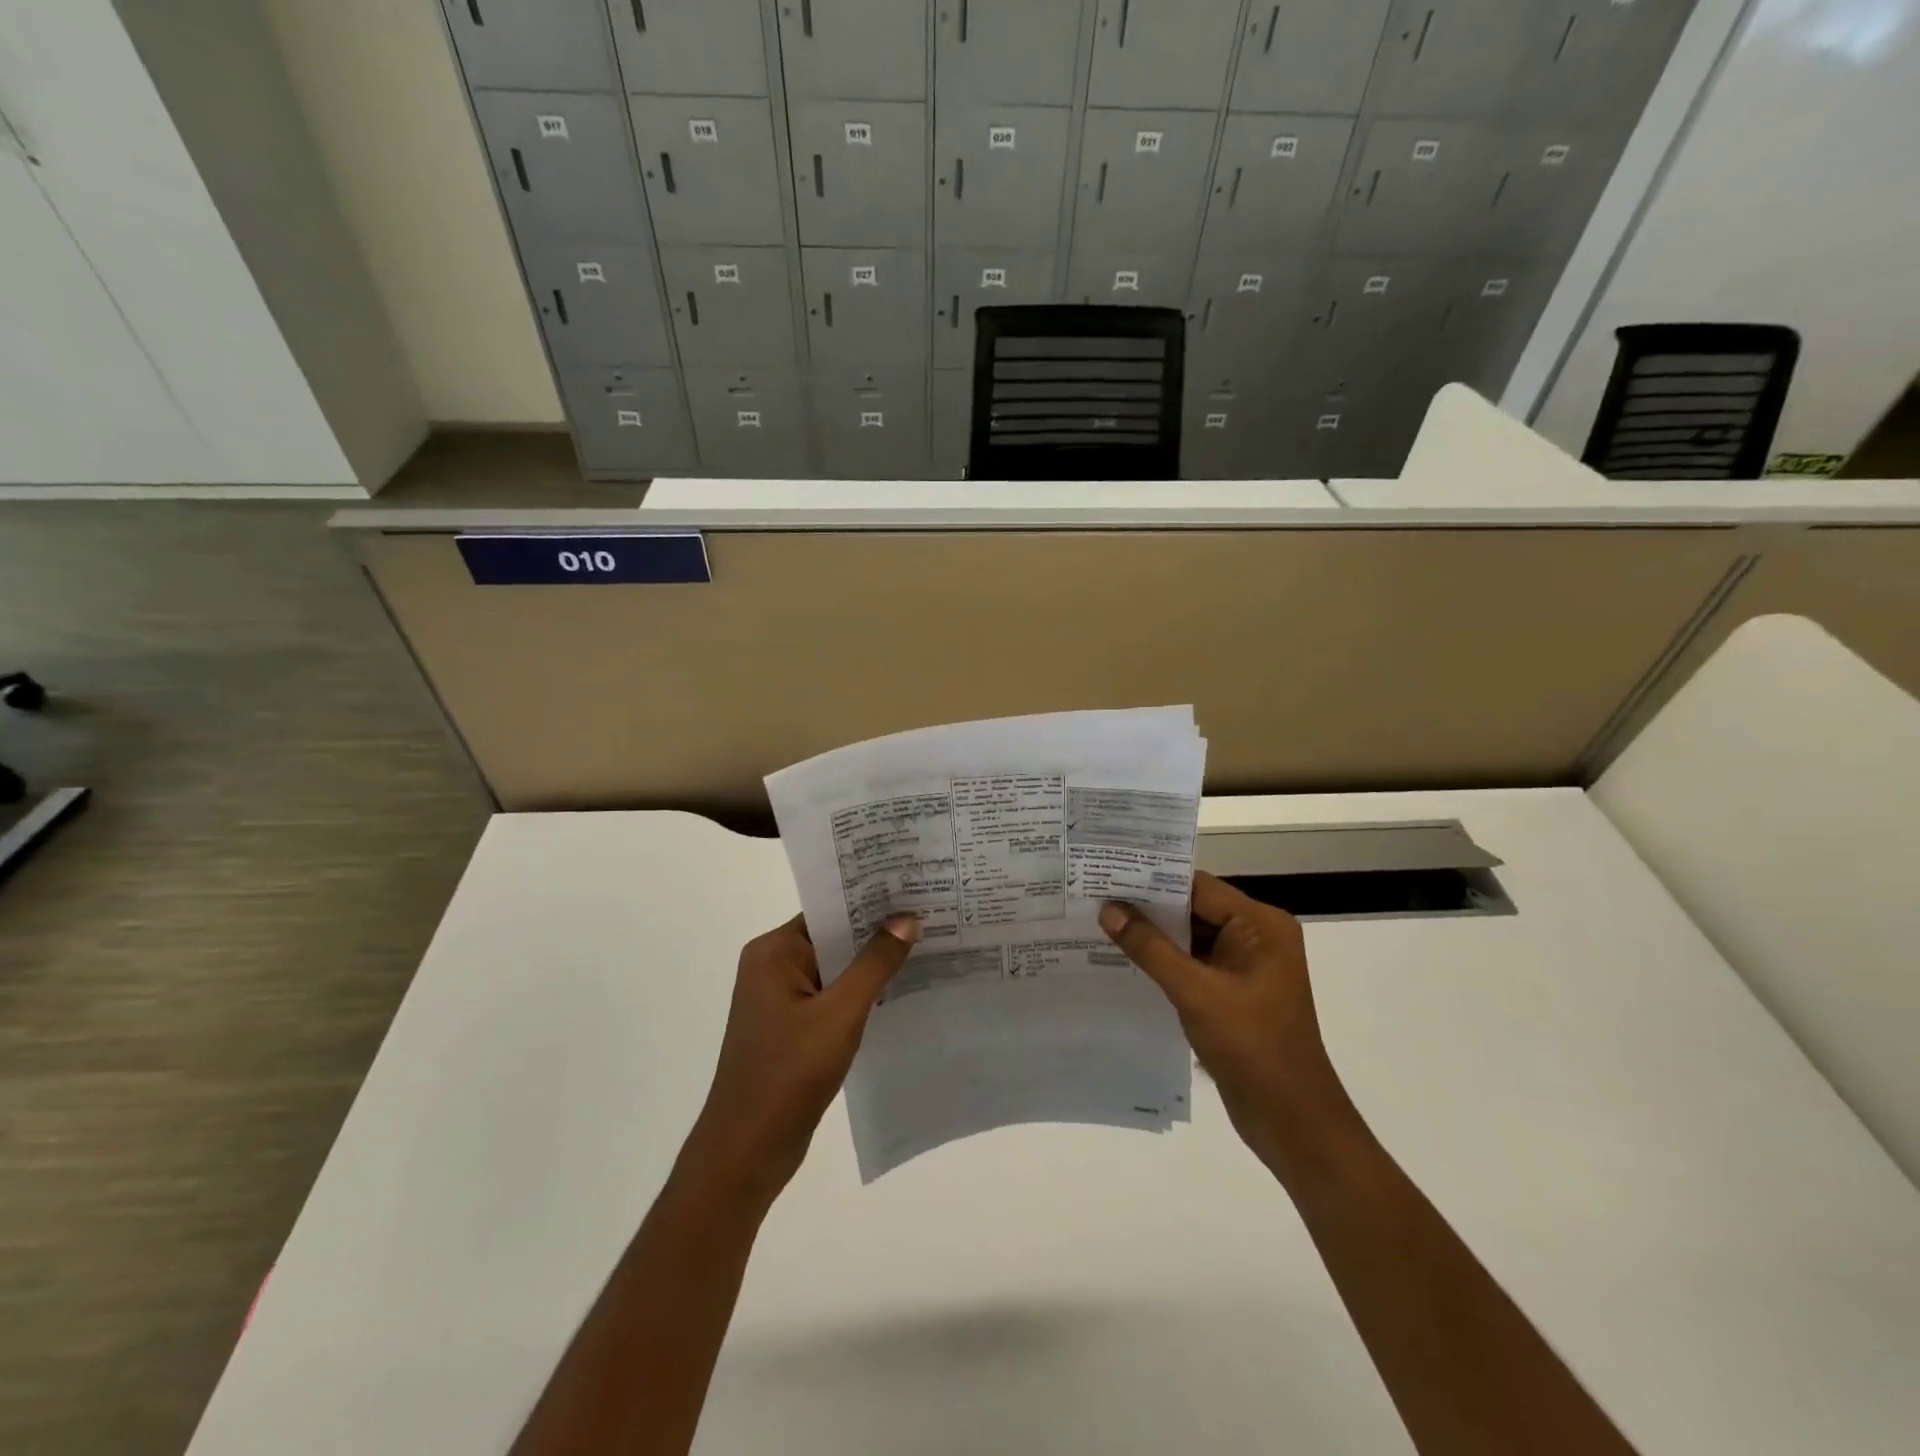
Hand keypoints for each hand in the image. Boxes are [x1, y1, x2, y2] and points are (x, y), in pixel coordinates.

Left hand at [678, 913, 918, 1208]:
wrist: (747, 1152)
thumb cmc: (789, 1074)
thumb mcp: (840, 1014)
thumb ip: (875, 964)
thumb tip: (907, 918)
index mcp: (773, 952)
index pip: (828, 909)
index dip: (871, 899)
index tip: (914, 889)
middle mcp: (773, 966)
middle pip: (833, 936)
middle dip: (877, 931)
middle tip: (930, 914)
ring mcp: (780, 999)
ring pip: (835, 969)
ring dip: (871, 964)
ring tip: (926, 946)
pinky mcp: (791, 1028)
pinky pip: (832, 997)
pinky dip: (861, 993)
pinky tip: (900, 990)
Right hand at [1099, 873, 1351, 1178]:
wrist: (1292, 1121)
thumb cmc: (1252, 1047)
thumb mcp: (1196, 992)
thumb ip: (1150, 947)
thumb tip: (1108, 908)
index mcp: (1261, 925)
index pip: (1198, 888)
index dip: (1152, 880)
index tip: (1106, 874)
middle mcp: (1257, 937)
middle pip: (1194, 909)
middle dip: (1147, 907)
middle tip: (1094, 896)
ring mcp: (1246, 966)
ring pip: (1190, 938)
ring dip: (1152, 935)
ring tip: (1099, 922)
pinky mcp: (1234, 992)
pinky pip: (1193, 964)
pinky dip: (1163, 961)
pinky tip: (1124, 959)